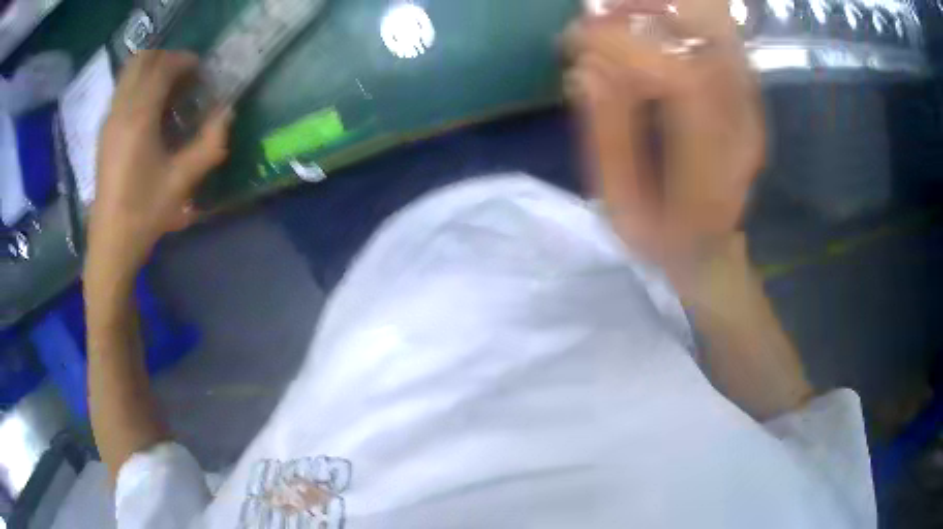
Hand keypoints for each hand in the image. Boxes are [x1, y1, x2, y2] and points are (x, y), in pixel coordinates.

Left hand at [86, 50, 231, 281]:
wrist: (110, 243)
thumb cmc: (145, 212)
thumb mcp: (183, 181)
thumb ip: (210, 142)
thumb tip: (227, 112)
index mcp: (139, 117)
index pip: (163, 67)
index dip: (185, 62)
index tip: (201, 73)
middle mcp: (121, 110)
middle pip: (142, 60)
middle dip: (167, 59)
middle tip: (184, 77)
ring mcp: (109, 120)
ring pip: (129, 73)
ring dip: (151, 71)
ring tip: (168, 92)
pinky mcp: (104, 132)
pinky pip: (122, 91)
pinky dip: (139, 86)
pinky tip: (150, 111)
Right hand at [565, 0, 763, 265]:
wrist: (711, 250)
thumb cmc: (663, 239)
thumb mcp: (621, 207)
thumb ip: (606, 137)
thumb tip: (584, 71)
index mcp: (709, 165)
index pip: (681, 77)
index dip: (628, 45)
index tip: (580, 38)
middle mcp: (740, 128)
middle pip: (706, 39)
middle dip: (644, 17)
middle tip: (598, 23)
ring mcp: (749, 109)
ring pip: (714, 31)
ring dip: (662, 16)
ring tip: (618, 21)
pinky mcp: (746, 96)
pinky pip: (717, 40)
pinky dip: (679, 25)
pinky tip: (648, 33)